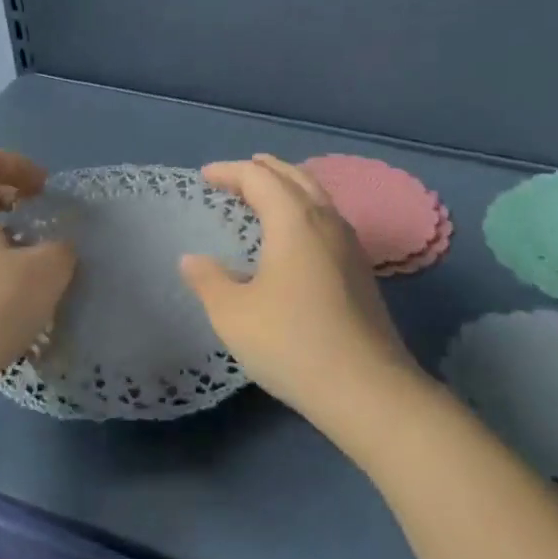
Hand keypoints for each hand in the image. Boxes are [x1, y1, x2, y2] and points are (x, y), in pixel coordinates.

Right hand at [179, 154, 424, 434]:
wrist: (366, 388)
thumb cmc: (291, 343)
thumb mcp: (233, 314)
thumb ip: (208, 280)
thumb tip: (192, 259)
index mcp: (294, 220)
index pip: (259, 177)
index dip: (230, 171)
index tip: (205, 176)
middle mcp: (326, 221)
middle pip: (295, 177)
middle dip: (263, 170)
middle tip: (237, 174)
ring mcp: (349, 246)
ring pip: (317, 197)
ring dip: (287, 187)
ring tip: (265, 195)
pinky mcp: (360, 271)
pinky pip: (327, 220)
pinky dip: (303, 210)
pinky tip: (294, 236)